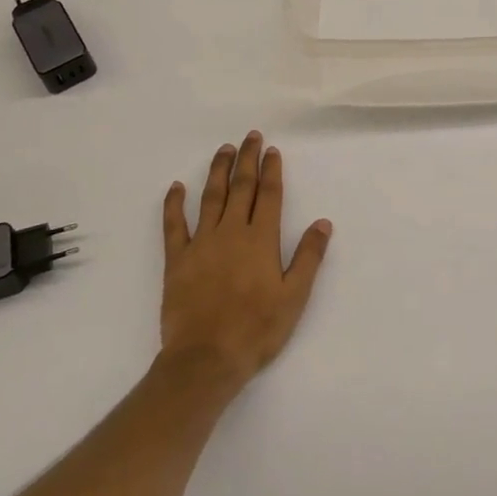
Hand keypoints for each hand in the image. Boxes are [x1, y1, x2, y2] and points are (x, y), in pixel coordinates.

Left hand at [159, 131, 331, 390]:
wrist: (206, 359)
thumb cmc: (256, 330)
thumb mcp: (294, 297)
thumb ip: (309, 257)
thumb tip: (323, 222)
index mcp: (261, 240)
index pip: (269, 195)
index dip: (271, 170)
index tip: (271, 150)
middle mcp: (232, 232)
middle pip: (241, 187)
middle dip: (247, 160)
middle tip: (250, 137)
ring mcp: (202, 243)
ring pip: (211, 197)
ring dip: (218, 171)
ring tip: (224, 149)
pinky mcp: (177, 259)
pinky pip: (173, 225)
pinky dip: (174, 204)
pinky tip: (176, 187)